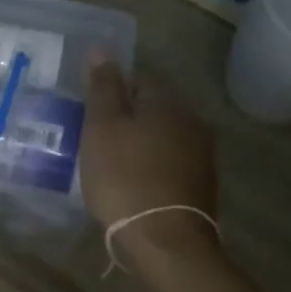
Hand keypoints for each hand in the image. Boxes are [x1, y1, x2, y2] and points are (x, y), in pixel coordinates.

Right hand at [82, 57, 219, 255]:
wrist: (164, 242)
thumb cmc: (124, 177)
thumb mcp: (102, 127)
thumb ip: (103, 87)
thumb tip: (103, 49)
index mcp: (168, 102)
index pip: (138, 79)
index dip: (111, 92)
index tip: (89, 113)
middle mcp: (192, 122)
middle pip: (152, 110)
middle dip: (127, 119)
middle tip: (94, 139)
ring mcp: (201, 157)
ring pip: (162, 138)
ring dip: (139, 146)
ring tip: (109, 164)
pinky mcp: (200, 188)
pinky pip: (168, 165)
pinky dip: (150, 169)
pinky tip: (131, 185)